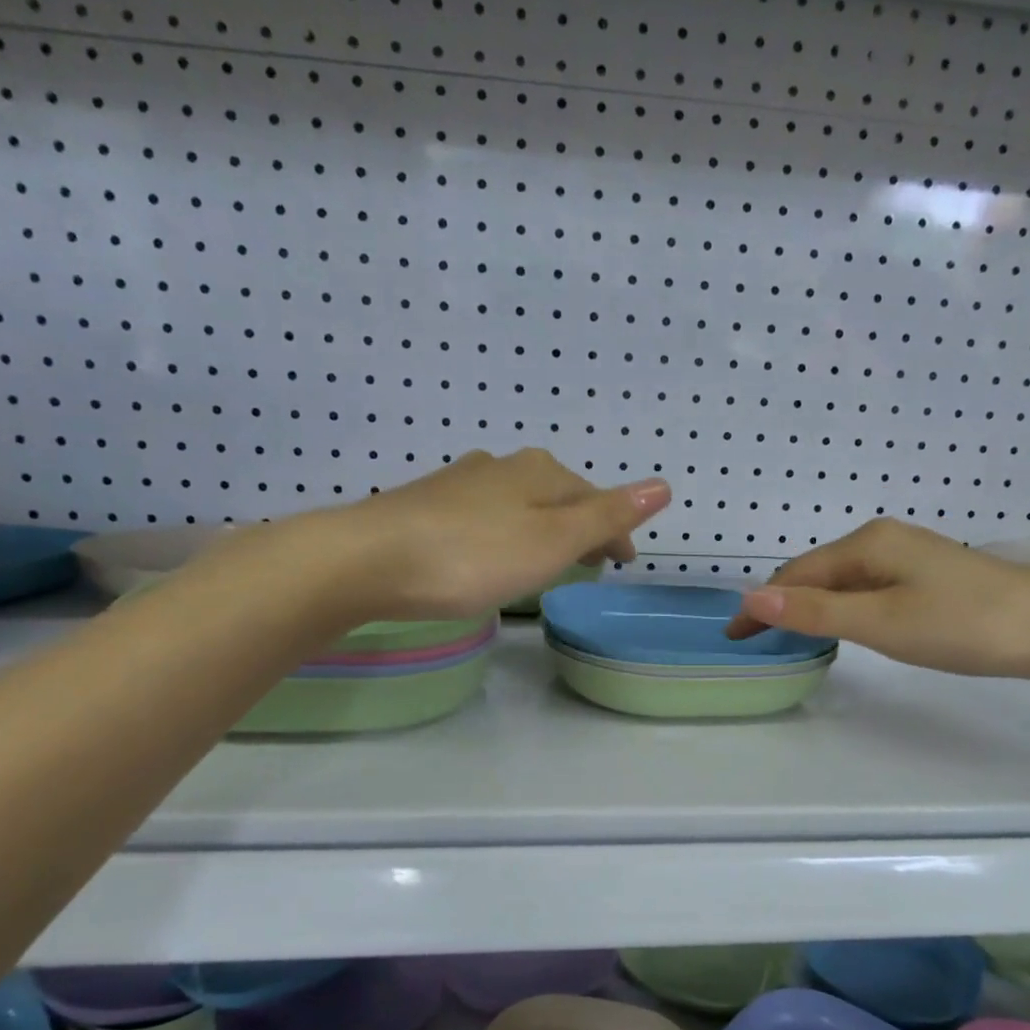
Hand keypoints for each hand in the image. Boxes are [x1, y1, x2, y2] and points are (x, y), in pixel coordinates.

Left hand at [321, 449, 670, 619]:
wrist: (367, 560)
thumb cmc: (472, 556)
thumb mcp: (552, 541)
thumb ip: (606, 516)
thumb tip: (663, 484)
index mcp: (539, 473)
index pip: (595, 499)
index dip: (615, 531)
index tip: (625, 562)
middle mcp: (501, 467)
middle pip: (557, 496)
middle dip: (580, 525)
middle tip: (593, 561)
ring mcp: (460, 482)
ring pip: (519, 503)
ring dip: (542, 527)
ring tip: (547, 558)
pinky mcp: (426, 504)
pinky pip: (485, 514)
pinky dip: (505, 531)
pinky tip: (490, 548)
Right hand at [726, 517, 1029, 679]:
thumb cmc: (966, 623)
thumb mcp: (882, 623)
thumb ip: (817, 612)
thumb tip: (751, 598)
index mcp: (867, 543)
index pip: (796, 574)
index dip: (762, 605)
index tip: (736, 638)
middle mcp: (883, 540)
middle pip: (817, 573)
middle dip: (783, 604)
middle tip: (759, 643)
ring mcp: (909, 556)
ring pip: (842, 582)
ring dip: (812, 607)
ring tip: (791, 638)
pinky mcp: (929, 576)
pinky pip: (867, 589)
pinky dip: (843, 608)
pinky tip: (846, 627)